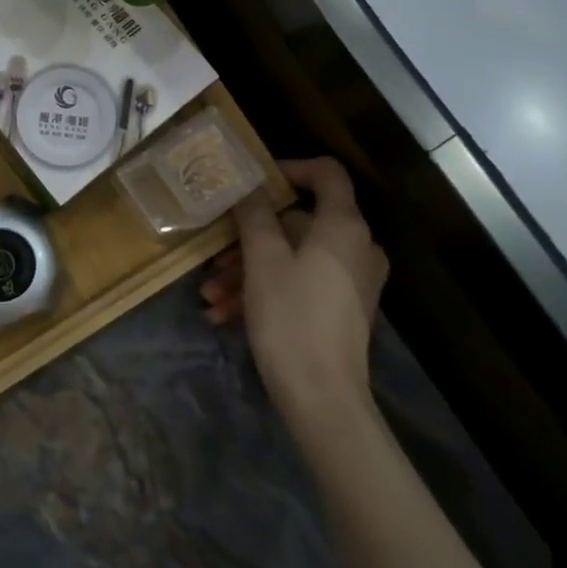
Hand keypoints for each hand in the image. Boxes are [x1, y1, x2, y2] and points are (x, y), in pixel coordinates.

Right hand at [202, 157, 388, 414]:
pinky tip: (225, 314)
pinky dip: (264, 291)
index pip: (326, 173)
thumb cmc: (291, 316)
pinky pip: (298, 283)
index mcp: (343, 226)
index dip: (289, 168)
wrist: (322, 399)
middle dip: (248, 238)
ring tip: (210, 295)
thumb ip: (254, 213)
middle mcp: (355, 247)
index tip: (252, 183)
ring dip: (247, 271)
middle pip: (297, 221)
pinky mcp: (341, 309)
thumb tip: (249, 183)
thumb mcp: (262, 258)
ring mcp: (350, 280)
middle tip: (214, 256)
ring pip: (292, 256)